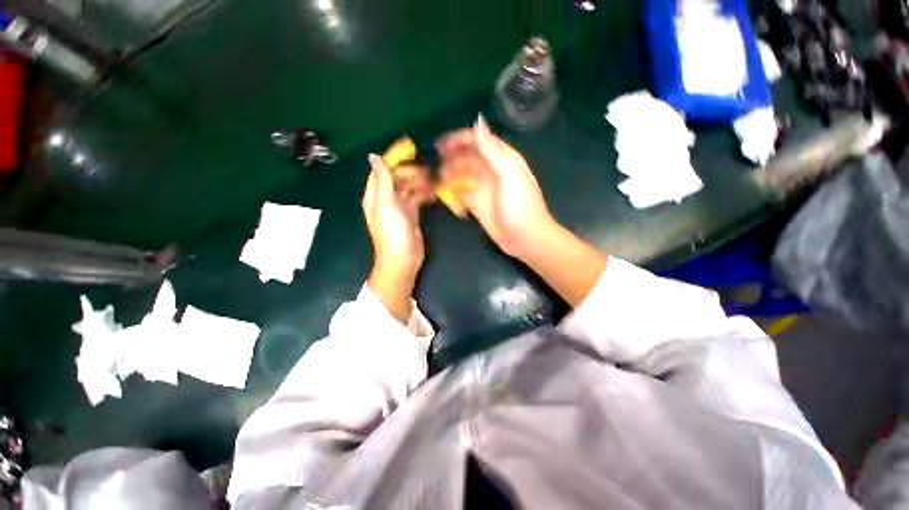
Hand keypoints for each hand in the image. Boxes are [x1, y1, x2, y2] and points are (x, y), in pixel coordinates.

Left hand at [363, 155, 424, 321]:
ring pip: (409, 188)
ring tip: (435, 178)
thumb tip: (374, 156)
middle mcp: (386, 199)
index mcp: (375, 195)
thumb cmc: (392, 232)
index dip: (394, 158)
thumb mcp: (386, 204)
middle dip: (412, 172)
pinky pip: (418, 199)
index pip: (383, 170)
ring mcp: (400, 208)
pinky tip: (434, 191)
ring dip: (420, 182)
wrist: (403, 259)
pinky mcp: (412, 215)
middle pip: (398, 178)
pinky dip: (425, 194)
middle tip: (428, 170)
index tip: (410, 148)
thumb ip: (382, 180)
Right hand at [437, 116, 555, 258]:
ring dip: (449, 173)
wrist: (525, 238)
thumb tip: (477, 121)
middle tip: (434, 162)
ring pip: (462, 173)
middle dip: (451, 156)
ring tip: (436, 179)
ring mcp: (483, 187)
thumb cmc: (520, 207)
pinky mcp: (477, 203)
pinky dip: (451, 190)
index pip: (479, 140)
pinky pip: (461, 192)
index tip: (441, 145)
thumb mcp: (509, 175)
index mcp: (502, 159)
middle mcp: (491, 170)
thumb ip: (493, 150)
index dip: (460, 139)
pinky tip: (442, 192)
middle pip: (467, 156)